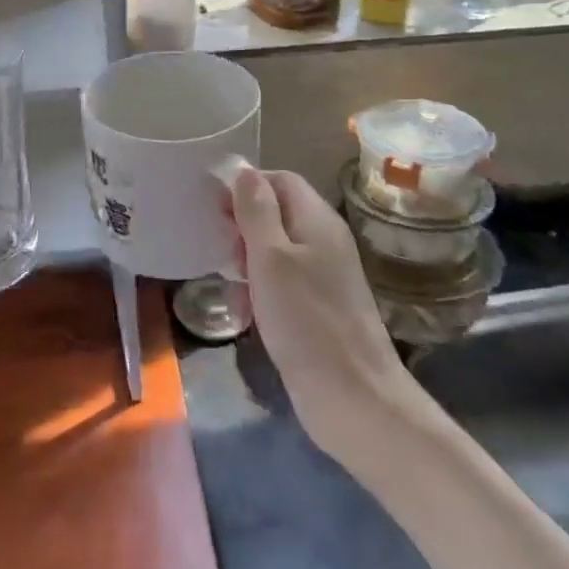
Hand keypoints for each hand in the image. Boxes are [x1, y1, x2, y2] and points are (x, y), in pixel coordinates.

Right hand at [229, 167, 409, 459]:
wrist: (354, 399)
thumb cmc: (306, 321)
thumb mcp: (271, 258)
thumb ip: (256, 211)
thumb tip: (243, 169)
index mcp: (317, 220)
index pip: (280, 179)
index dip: (246, 185)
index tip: (213, 207)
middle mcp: (324, 240)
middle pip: (277, 213)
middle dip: (242, 226)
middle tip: (219, 251)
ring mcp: (324, 275)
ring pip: (276, 249)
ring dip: (247, 261)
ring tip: (229, 287)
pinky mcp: (319, 307)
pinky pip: (283, 281)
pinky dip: (261, 289)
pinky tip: (245, 313)